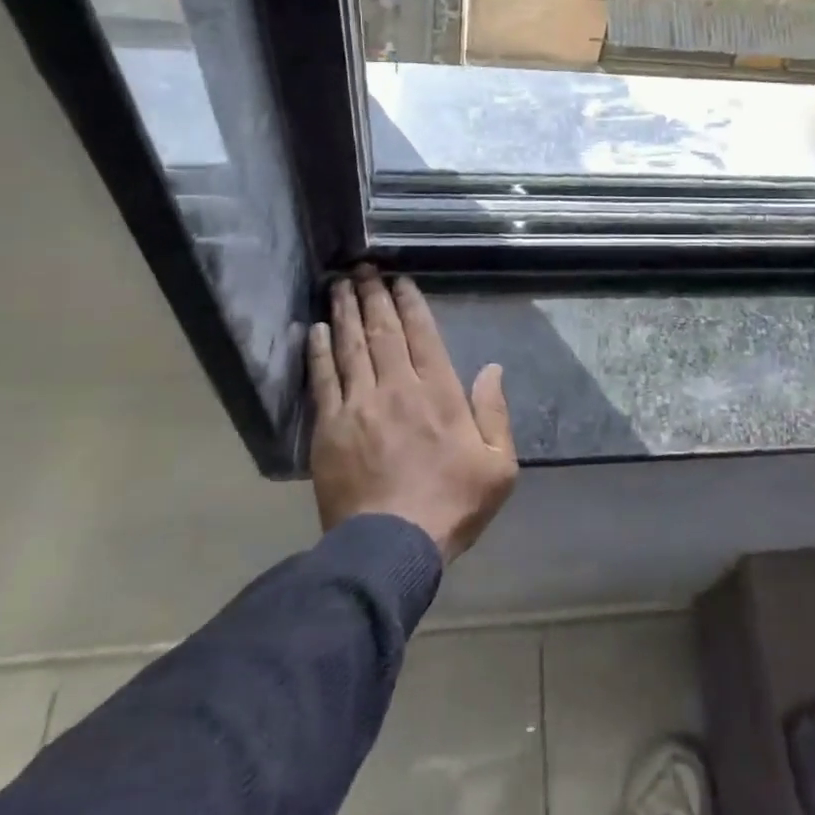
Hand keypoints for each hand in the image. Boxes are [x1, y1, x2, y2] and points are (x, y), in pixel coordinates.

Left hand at [306, 267, 517, 561]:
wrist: (392, 546)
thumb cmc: (452, 504)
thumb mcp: (499, 465)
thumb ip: (495, 413)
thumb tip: (492, 369)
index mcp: (439, 393)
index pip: (423, 334)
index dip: (410, 303)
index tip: (399, 280)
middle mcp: (398, 388)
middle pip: (383, 331)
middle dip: (373, 296)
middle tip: (363, 268)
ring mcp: (360, 406)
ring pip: (351, 347)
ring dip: (345, 312)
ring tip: (339, 284)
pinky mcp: (330, 428)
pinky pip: (323, 380)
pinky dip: (319, 352)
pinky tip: (315, 330)